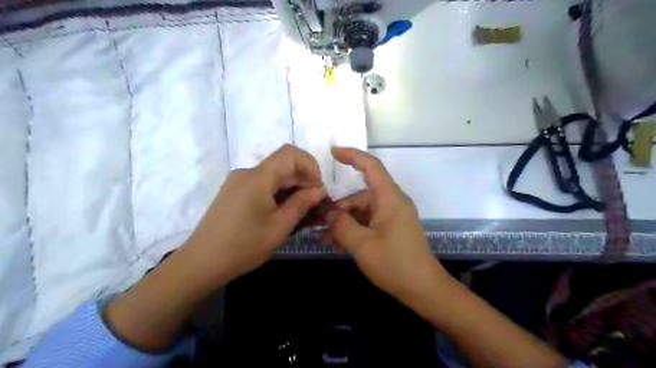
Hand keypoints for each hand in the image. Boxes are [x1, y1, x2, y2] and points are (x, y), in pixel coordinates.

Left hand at [181, 143, 325, 283]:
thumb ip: (302, 203)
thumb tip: (320, 189)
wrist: (200, 263)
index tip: (318, 189)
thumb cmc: (243, 246)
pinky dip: (278, 194)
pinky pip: (263, 186)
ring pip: (274, 177)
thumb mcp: (279, 227)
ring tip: (303, 212)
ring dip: (292, 189)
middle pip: (283, 165)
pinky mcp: (235, 192)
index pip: (290, 153)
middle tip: (316, 205)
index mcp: (257, 177)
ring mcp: (238, 182)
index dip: (310, 166)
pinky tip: (284, 213)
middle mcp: (247, 173)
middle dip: (304, 181)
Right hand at [325, 147, 448, 301]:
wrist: (423, 289)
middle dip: (339, 209)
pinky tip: (341, 245)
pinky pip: (369, 222)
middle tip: (319, 224)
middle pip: (360, 196)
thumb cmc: (394, 264)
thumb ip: (341, 225)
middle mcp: (392, 202)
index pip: (371, 166)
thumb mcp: (362, 245)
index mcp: (390, 198)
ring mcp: (393, 215)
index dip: (352, 155)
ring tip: (328, 241)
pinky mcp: (392, 228)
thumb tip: (329, 213)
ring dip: (345, 223)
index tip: (332, 152)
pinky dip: (355, 230)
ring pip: (362, 211)